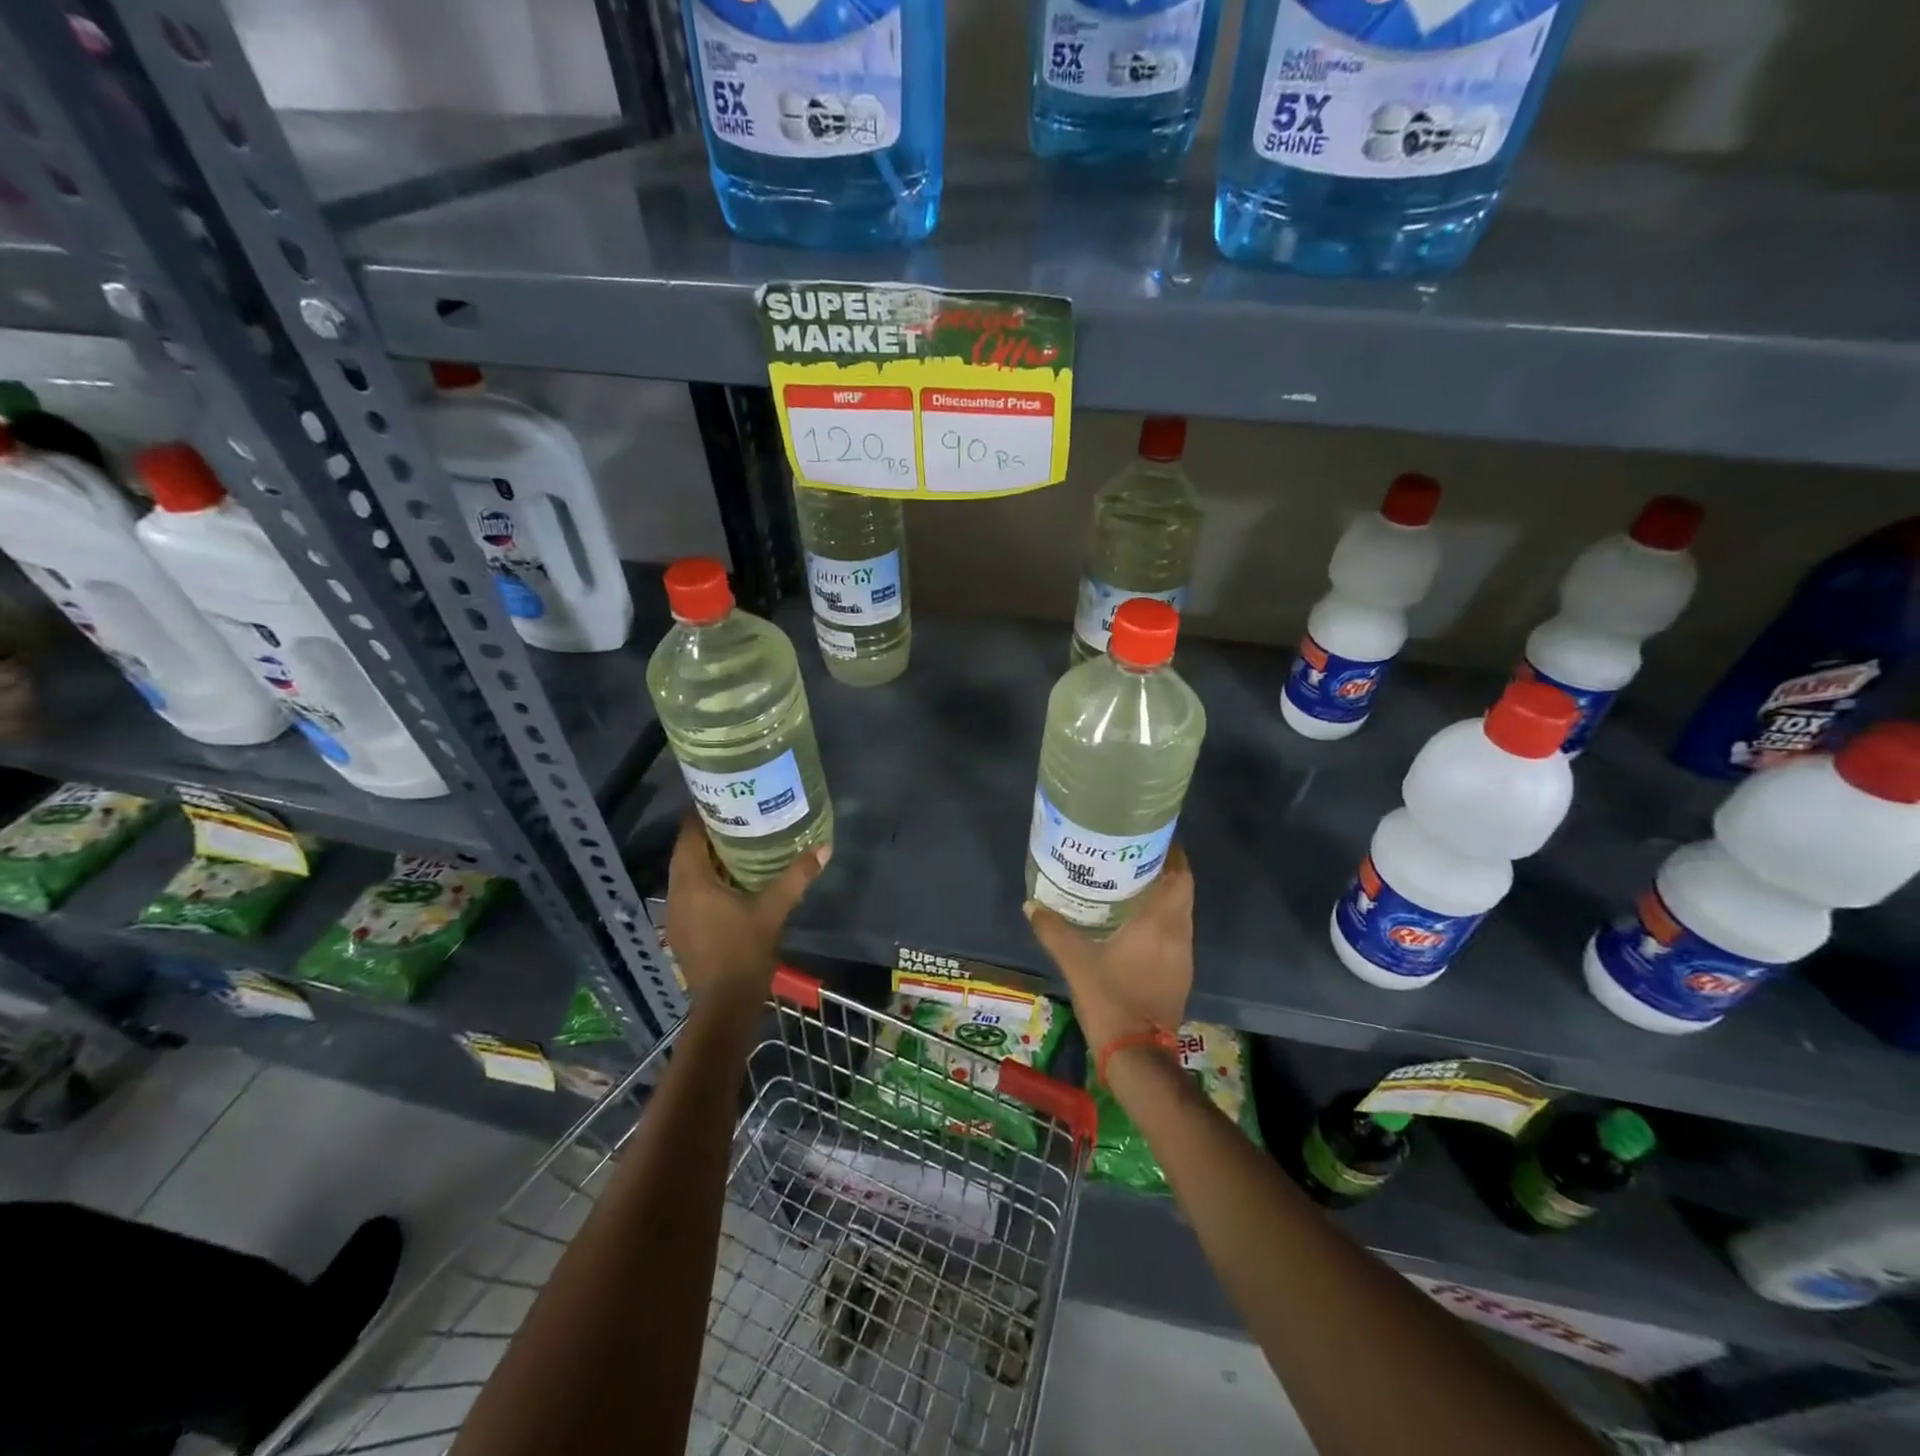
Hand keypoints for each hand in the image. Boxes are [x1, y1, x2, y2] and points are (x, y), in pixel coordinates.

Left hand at [664, 813, 828, 1003]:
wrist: (725, 1004)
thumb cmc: (744, 951)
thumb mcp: (774, 910)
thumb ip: (796, 877)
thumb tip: (824, 847)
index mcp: (692, 882)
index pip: (688, 834)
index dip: (703, 814)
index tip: (727, 798)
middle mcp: (676, 892)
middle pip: (686, 851)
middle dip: (709, 833)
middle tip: (740, 816)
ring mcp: (675, 913)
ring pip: (688, 872)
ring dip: (708, 858)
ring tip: (740, 842)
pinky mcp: (682, 929)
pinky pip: (691, 891)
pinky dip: (707, 879)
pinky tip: (733, 879)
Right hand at [1025, 845, 1193, 1052]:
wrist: (1137, 1055)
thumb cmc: (1111, 1000)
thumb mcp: (1076, 962)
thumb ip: (1054, 931)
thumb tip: (1031, 905)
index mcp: (1160, 923)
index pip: (1180, 876)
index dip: (1172, 854)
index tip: (1152, 839)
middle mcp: (1179, 934)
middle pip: (1182, 891)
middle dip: (1164, 871)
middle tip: (1133, 858)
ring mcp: (1183, 957)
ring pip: (1180, 913)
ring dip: (1164, 896)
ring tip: (1131, 884)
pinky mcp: (1180, 975)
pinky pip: (1176, 934)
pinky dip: (1162, 920)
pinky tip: (1136, 923)